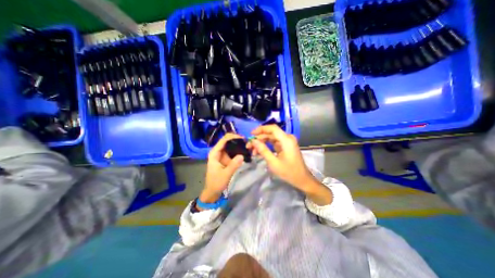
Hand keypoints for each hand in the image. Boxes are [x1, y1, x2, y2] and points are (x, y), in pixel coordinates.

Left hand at [201, 133, 244, 202]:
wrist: (213, 191)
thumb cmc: (216, 183)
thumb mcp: (225, 174)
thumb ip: (233, 165)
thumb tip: (242, 155)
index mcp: (215, 153)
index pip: (224, 140)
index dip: (233, 137)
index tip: (243, 139)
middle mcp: (218, 151)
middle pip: (228, 140)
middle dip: (237, 139)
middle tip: (247, 142)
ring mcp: (222, 155)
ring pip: (231, 145)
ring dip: (238, 144)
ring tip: (248, 145)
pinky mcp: (226, 158)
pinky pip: (233, 151)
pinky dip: (238, 150)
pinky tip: (245, 150)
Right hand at [248, 126, 316, 190]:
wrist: (302, 179)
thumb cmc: (289, 172)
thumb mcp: (273, 162)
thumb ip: (263, 150)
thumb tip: (253, 141)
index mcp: (286, 140)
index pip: (272, 128)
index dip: (261, 129)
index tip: (251, 134)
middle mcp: (287, 138)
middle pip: (270, 134)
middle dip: (259, 139)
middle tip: (249, 146)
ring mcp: (287, 142)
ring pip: (271, 138)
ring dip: (261, 143)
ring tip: (252, 151)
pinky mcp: (285, 146)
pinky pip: (274, 143)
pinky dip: (266, 146)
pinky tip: (259, 152)